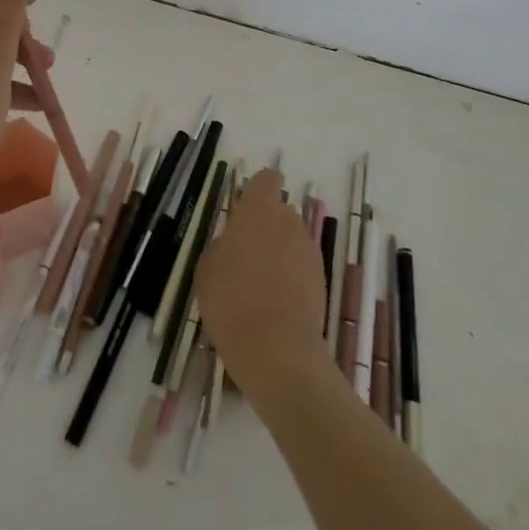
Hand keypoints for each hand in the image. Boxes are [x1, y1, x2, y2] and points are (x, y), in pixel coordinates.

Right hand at [196, 168, 329, 396]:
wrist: (277, 350)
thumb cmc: (231, 301)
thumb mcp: (207, 268)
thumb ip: (223, 244)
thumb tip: (234, 243)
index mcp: (258, 211)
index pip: (267, 179)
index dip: (257, 189)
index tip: (244, 208)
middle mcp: (288, 222)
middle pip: (280, 211)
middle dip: (266, 225)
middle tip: (245, 253)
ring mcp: (309, 251)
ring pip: (292, 239)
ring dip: (279, 251)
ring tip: (260, 283)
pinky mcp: (321, 279)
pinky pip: (302, 265)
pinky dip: (291, 275)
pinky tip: (275, 302)